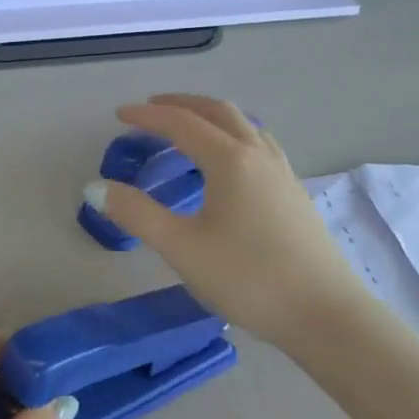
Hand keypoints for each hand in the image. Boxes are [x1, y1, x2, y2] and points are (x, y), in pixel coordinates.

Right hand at [89, 94, 363, 348]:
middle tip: (151, 109)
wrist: (323, 313)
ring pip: (245, 126)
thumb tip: (95, 187)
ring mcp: (282, 173)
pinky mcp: (294, 194)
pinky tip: (230, 164)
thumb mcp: (181, 247)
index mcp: (230, 160)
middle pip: (219, 112)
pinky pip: (259, 146)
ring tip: (189, 129)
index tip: (118, 116)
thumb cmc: (247, 277)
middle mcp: (259, 155)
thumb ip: (136, 214)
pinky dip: (233, 136)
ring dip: (211, 117)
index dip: (148, 117)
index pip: (182, 124)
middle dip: (182, 105)